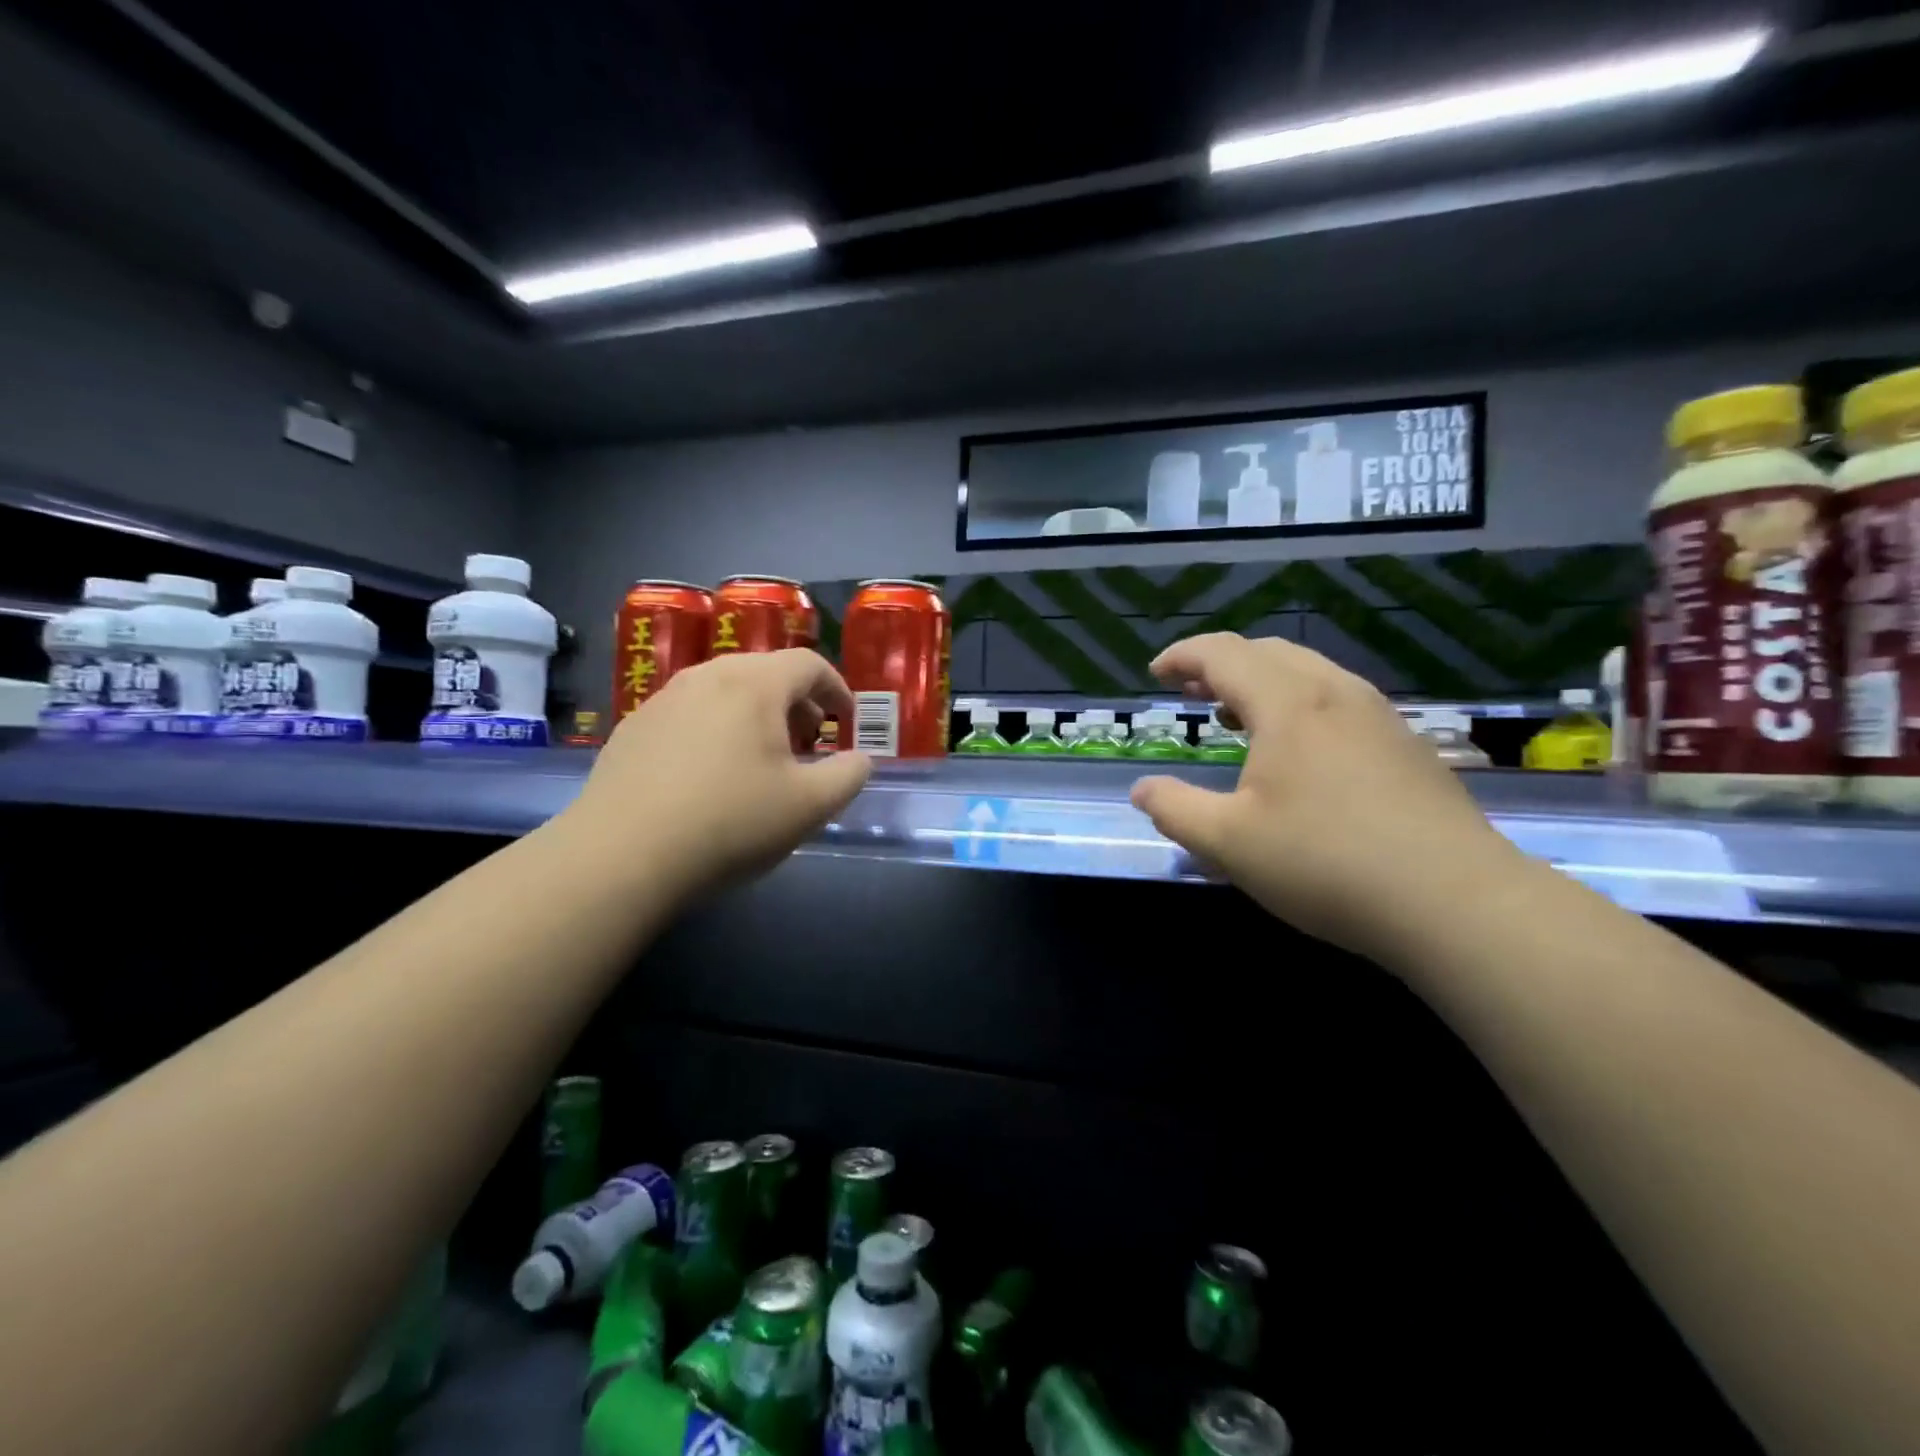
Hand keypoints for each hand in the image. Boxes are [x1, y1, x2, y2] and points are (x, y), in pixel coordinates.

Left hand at [561, 650, 870, 902]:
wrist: (621, 855)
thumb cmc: (730, 822)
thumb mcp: (810, 806)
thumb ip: (849, 775)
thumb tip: (859, 759)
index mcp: (754, 684)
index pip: (809, 664)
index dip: (837, 688)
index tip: (846, 720)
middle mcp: (707, 676)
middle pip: (765, 672)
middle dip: (797, 703)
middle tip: (808, 743)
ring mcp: (662, 699)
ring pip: (725, 692)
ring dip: (756, 716)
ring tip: (761, 760)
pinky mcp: (632, 728)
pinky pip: (690, 714)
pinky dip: (716, 730)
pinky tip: (710, 776)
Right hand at [1130, 633, 1520, 960]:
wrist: (1456, 902)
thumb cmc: (1326, 864)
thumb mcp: (1228, 843)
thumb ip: (1174, 810)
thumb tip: (1142, 790)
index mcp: (1288, 704)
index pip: (1223, 654)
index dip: (1183, 656)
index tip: (1156, 673)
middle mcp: (1335, 694)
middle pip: (1268, 652)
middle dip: (1220, 664)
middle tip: (1191, 692)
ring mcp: (1379, 717)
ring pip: (1309, 673)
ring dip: (1262, 682)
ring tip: (1236, 716)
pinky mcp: (1407, 746)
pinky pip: (1338, 700)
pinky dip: (1299, 703)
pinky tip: (1297, 750)